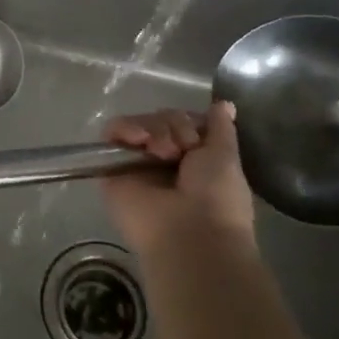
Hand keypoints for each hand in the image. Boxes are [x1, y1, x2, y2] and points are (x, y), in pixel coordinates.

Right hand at [102, 101, 255, 253]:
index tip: (197, 136)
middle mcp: (162, 159)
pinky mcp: (112, 168)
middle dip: (174, 125)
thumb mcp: (226, 156)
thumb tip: (224, 104)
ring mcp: (136, 163)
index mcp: (191, 158)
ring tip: (163, 151)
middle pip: (160, 119)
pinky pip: (112, 132)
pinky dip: (125, 128)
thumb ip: (220, 129)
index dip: (188, 121)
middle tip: (182, 148)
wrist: (190, 234)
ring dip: (155, 129)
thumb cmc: (216, 198)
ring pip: (139, 122)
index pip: (181, 122)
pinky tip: (138, 140)